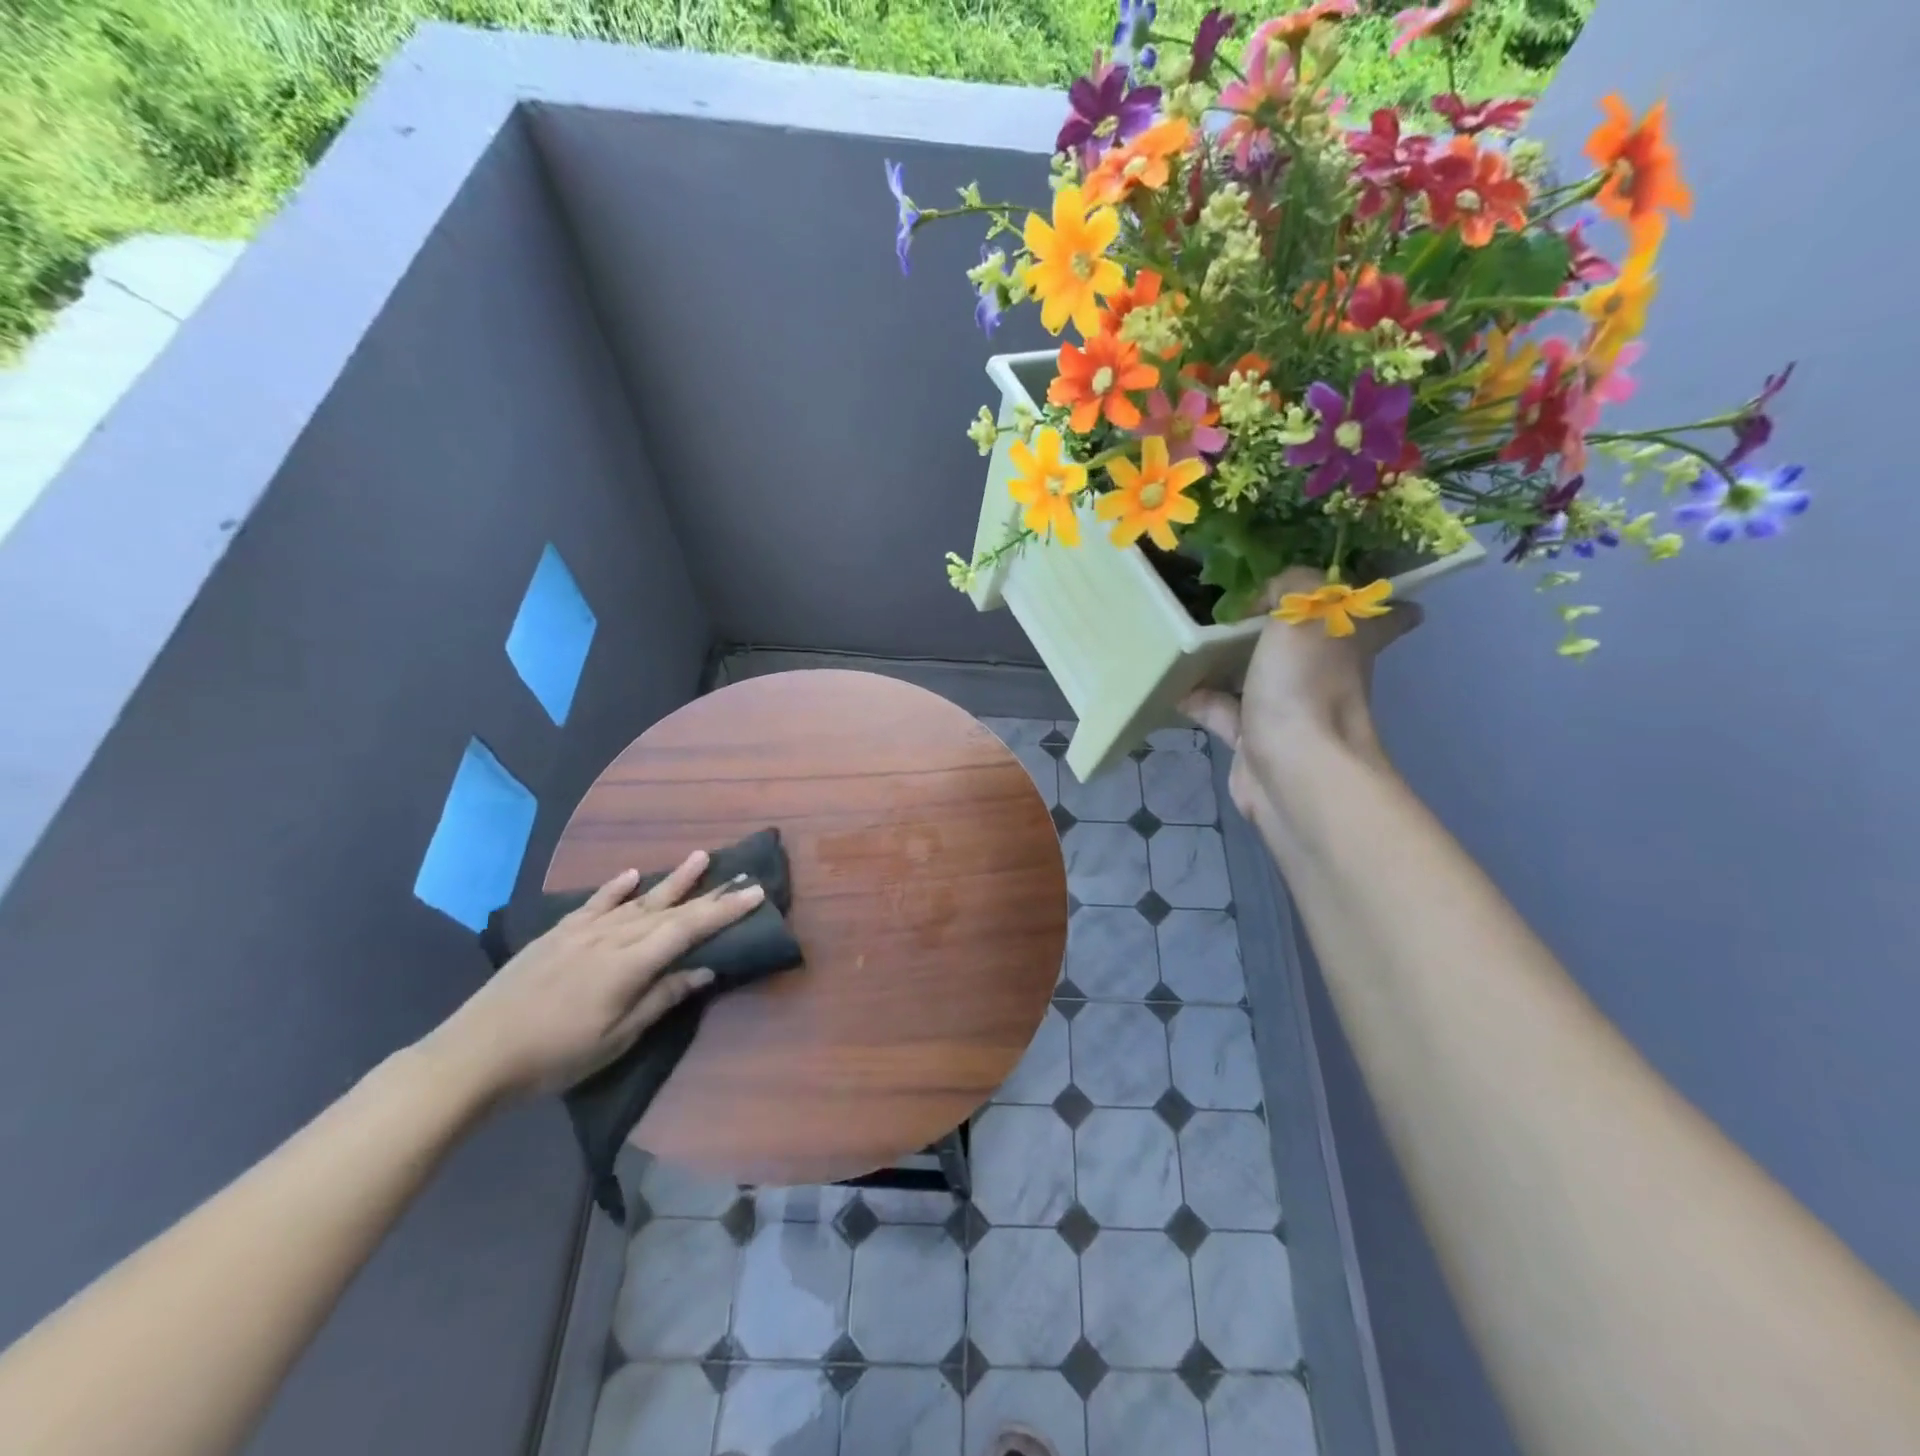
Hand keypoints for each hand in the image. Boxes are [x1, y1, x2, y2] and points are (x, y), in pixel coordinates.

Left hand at [421, 853, 765, 1101]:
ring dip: (673, 880)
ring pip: (638, 899)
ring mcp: (582, 931)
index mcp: (629, 964)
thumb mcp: (616, 1038)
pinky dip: (617, 887)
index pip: (688, 929)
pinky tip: (633, 874)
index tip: (755, 892)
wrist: (474, 1055)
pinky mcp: (557, 934)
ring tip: (701, 857)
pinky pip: (596, 902)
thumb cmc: (554, 1056)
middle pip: (670, 910)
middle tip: (741, 875)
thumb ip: (661, 998)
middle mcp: (611, 936)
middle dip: (710, 893)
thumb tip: (705, 969)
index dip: (724, 910)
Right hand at [1182, 567, 1422, 818]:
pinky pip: (1223, 710)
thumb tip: (1265, 599)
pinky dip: (1199, 698)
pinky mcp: (1255, 738)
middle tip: (1245, 603)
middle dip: (1284, 625)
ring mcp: (1290, 708)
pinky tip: (1173, 683)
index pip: (1386, 616)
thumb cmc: (1306, 684)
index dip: (1381, 602)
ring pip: (1261, 675)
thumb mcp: (1304, 609)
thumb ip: (1290, 584)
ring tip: (1196, 637)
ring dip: (1232, 660)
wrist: (1292, 768)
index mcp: (1352, 640)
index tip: (1357, 588)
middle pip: (1311, 642)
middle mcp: (1327, 674)